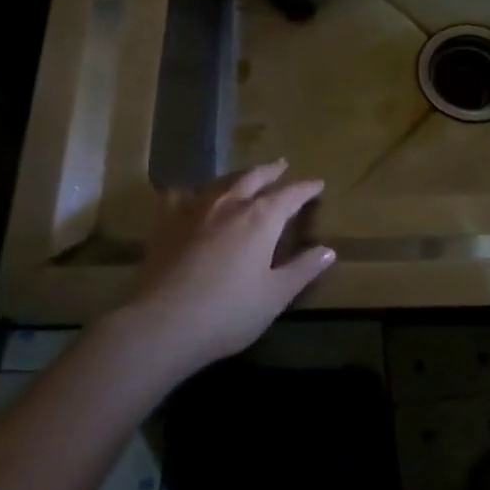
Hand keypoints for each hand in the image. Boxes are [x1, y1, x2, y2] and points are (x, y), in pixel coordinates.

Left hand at [109, 160, 333, 383]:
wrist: (160, 324)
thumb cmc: (227, 313)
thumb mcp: (275, 296)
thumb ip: (302, 270)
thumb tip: (328, 250)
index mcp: (261, 219)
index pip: (291, 195)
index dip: (306, 188)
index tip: (317, 183)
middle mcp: (230, 204)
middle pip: (254, 178)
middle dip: (271, 171)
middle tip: (282, 164)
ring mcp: (194, 210)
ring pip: (220, 182)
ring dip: (238, 176)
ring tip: (245, 175)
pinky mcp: (165, 223)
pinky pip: (179, 196)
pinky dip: (191, 191)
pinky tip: (188, 195)